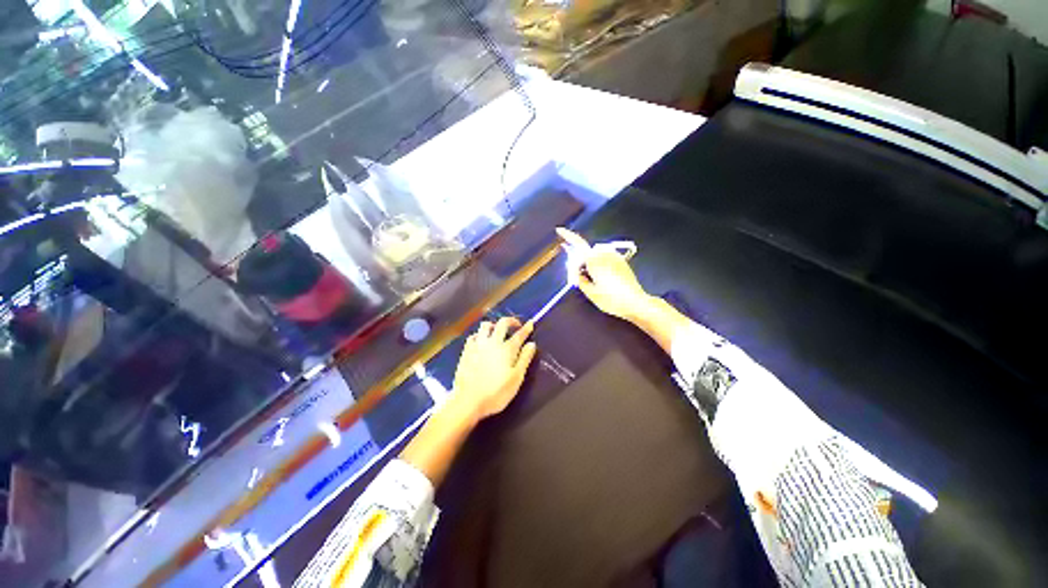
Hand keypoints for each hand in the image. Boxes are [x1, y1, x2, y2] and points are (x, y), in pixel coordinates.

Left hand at [450, 317, 536, 420]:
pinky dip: (479, 335)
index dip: (526, 328)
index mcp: (507, 349)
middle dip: (511, 321)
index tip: (531, 323)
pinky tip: (480, 341)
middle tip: (516, 325)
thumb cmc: (496, 392)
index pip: (519, 334)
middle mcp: (492, 342)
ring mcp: (478, 345)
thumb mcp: (516, 378)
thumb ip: (525, 359)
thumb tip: (531, 344)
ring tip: (497, 331)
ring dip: (493, 325)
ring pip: (485, 326)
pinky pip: (473, 336)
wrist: (468, 401)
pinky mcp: (466, 351)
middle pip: (502, 323)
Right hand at [556, 228, 652, 321]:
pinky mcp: (621, 261)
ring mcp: (614, 256)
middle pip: (585, 254)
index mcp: (594, 259)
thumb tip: (577, 272)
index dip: (568, 236)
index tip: (559, 230)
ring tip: (593, 282)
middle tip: (578, 279)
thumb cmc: (611, 298)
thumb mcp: (590, 292)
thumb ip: (580, 279)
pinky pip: (605, 259)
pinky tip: (603, 279)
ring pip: (595, 257)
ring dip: (590, 265)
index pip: (578, 243)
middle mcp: (604, 254)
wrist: (635, 302)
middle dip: (580, 263)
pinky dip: (600, 266)